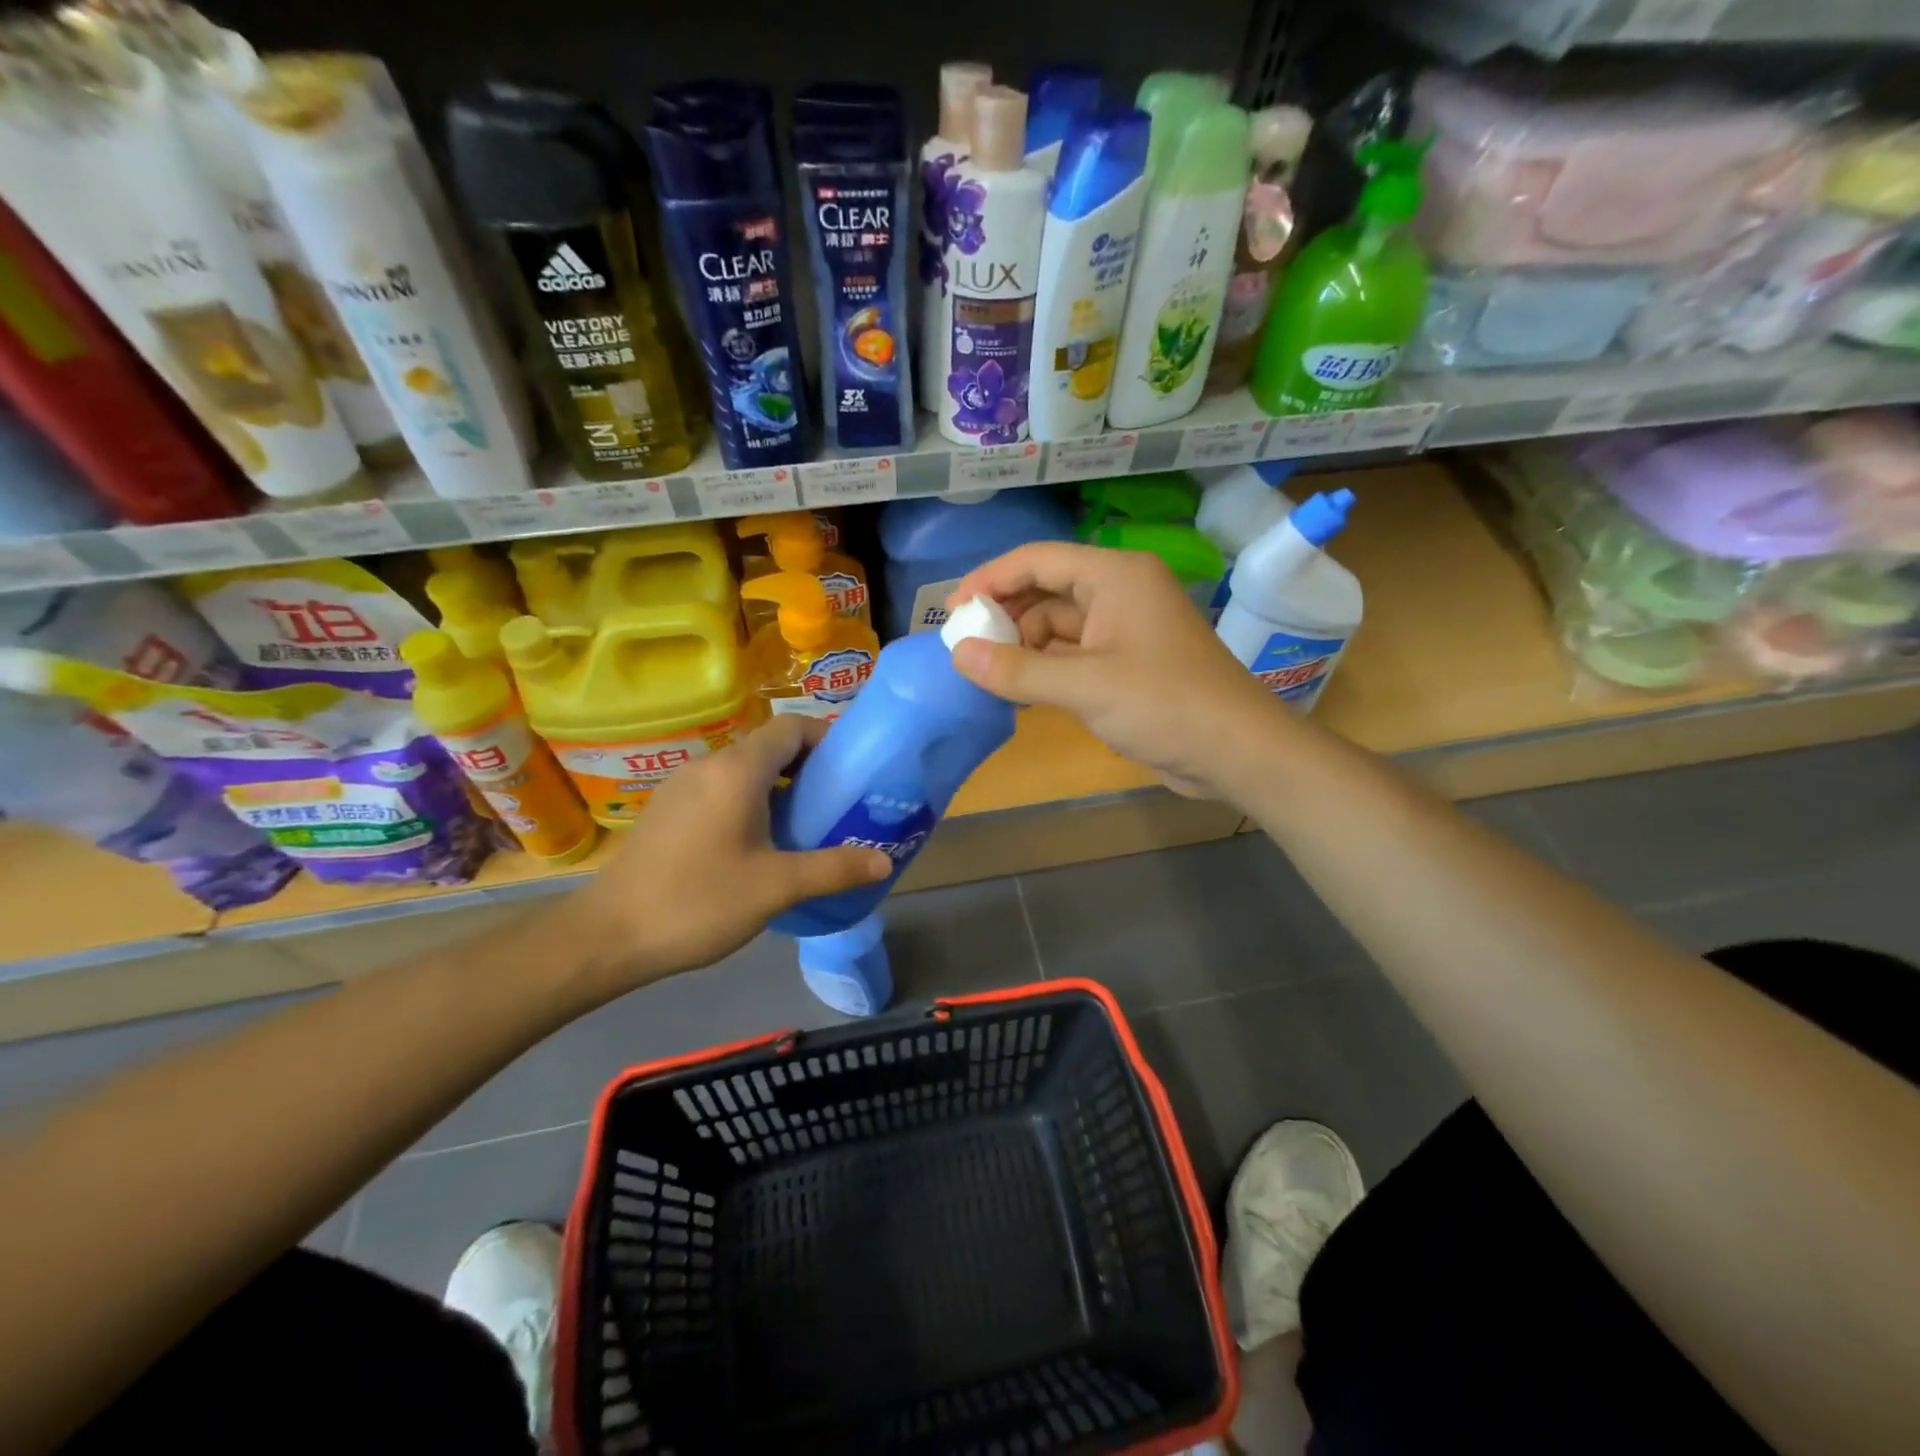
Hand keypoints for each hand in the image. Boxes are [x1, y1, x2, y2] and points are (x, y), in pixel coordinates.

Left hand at [551, 716, 891, 991]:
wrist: (607, 936)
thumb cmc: (697, 902)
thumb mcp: (776, 887)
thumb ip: (834, 869)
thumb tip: (885, 861)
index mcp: (737, 771)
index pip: (792, 727)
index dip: (827, 738)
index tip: (853, 769)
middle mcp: (709, 765)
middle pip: (770, 746)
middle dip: (809, 767)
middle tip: (839, 803)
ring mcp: (682, 786)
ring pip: (744, 770)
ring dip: (780, 787)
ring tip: (807, 825)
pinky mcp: (667, 810)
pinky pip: (721, 789)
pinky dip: (751, 801)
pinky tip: (760, 844)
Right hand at [946, 542, 1291, 799]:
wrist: (1237, 752)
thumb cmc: (1165, 705)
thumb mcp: (1085, 687)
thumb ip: (1017, 670)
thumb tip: (958, 655)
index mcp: (1115, 576)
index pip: (1038, 560)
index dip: (990, 580)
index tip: (951, 611)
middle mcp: (1120, 592)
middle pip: (1046, 591)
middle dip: (1006, 617)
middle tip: (965, 647)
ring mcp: (1125, 630)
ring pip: (1058, 626)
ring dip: (1024, 647)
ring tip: (987, 674)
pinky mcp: (1128, 664)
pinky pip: (1074, 655)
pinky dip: (1046, 669)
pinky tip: (1020, 690)